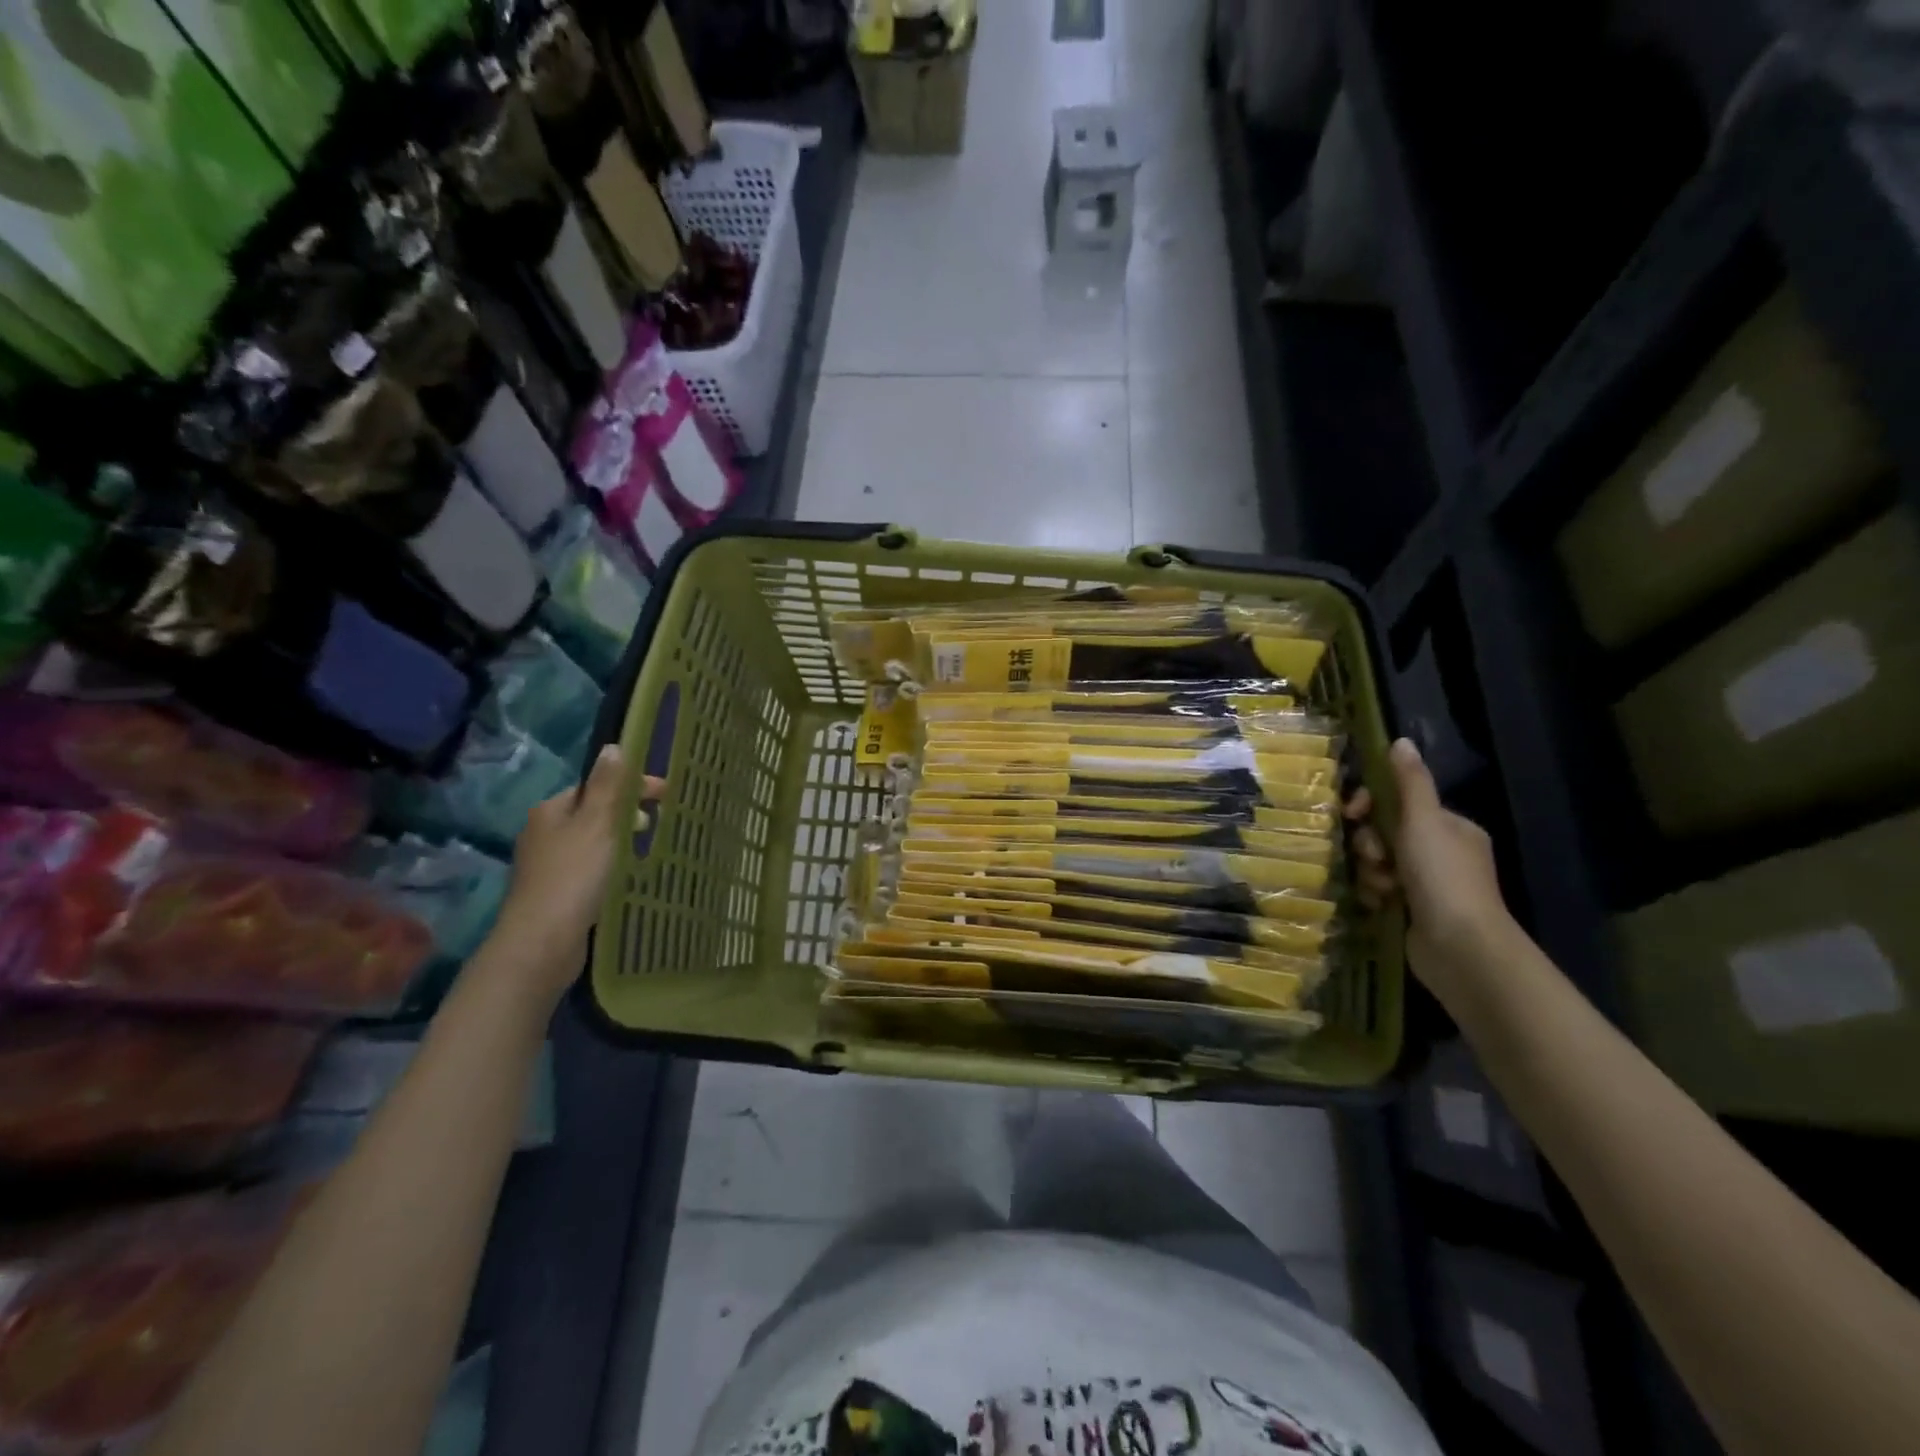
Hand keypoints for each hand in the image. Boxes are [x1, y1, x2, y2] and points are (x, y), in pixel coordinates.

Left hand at [495, 745, 665, 996]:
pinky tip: (624, 880)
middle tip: (657, 826)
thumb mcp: (598, 824)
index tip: (667, 795)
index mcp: (551, 811)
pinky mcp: (555, 895)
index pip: (595, 786)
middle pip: (593, 813)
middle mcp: (544, 833)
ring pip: (592, 843)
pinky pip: (590, 869)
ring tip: (645, 853)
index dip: (632, 786)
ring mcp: (547, 866)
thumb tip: (613, 746)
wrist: (542, 943)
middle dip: (627, 815)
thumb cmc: (573, 876)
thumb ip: (608, 786)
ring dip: (620, 843)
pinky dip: (610, 868)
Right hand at [1347, 738, 1515, 988]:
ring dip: (1371, 872)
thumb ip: (1409, 782)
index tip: (1352, 813)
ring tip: (1382, 889)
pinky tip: (1380, 904)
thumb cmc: (1441, 876)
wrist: (1459, 946)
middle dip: (1371, 844)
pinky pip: (1381, 890)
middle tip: (1375, 858)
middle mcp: (1443, 852)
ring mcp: (1429, 884)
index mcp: (1451, 827)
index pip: (1400, 803)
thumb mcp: (1423, 820)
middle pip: (1385, 833)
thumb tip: (1400, 740)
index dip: (1371, 805)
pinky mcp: (1415, 911)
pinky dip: (1376, 894)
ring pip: (1379, 864)